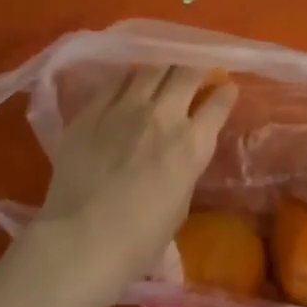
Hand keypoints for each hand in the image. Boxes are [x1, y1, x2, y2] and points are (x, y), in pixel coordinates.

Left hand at [24, 64, 237, 306]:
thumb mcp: (180, 204)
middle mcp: (163, 116)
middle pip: (187, 72)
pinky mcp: (92, 110)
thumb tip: (180, 152)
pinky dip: (127, 77)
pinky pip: (114, 80)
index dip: (225, 93)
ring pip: (151, 67)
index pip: (218, 104)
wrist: (81, 241)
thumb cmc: (138, 240)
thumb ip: (184, 168)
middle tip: (195, 70)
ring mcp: (125, 108)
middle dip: (197, 67)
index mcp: (192, 144)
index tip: (226, 87)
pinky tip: (128, 80)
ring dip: (163, 66)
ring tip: (163, 67)